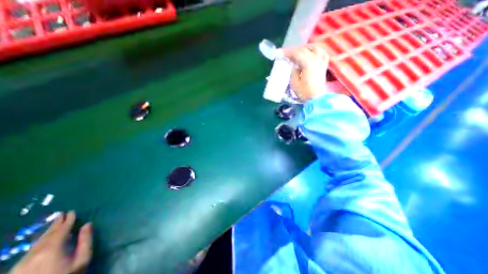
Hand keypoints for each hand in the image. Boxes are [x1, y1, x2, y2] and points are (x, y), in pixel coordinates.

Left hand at [9, 212, 92, 273]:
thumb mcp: (82, 259)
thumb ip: (85, 240)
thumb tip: (87, 224)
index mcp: (51, 250)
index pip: (61, 231)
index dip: (67, 221)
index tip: (72, 212)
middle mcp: (33, 255)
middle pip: (45, 237)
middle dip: (55, 225)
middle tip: (61, 214)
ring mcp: (20, 266)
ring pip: (35, 245)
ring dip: (46, 233)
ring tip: (54, 225)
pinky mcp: (16, 272)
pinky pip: (29, 252)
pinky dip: (39, 243)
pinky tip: (43, 241)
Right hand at [282, 44, 331, 100]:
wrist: (316, 99)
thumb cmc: (305, 93)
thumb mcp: (295, 83)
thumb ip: (293, 72)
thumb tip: (295, 66)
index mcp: (308, 63)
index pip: (296, 53)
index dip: (287, 52)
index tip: (279, 53)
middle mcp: (317, 59)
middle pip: (304, 49)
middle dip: (294, 50)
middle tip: (286, 54)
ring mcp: (321, 61)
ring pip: (314, 48)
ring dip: (304, 48)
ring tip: (297, 52)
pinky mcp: (323, 66)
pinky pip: (321, 53)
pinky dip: (315, 51)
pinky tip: (311, 53)